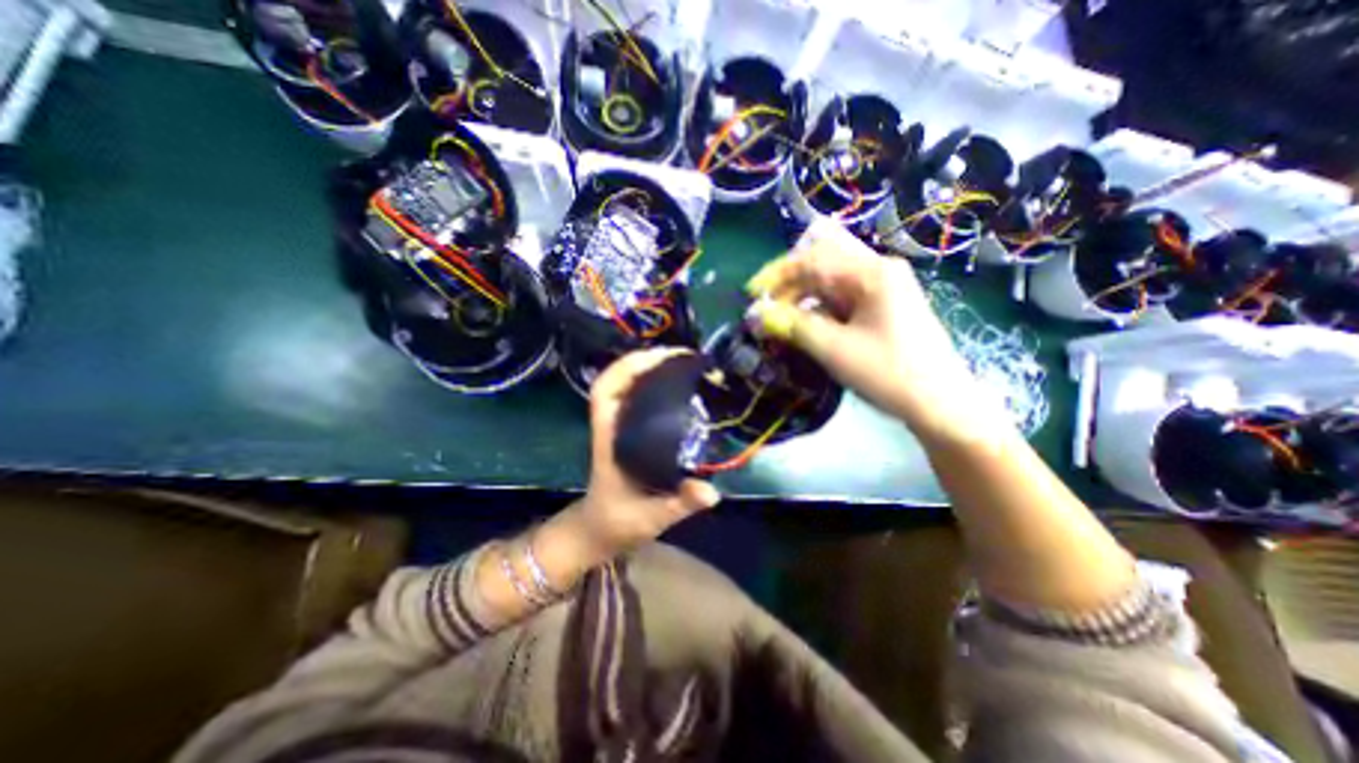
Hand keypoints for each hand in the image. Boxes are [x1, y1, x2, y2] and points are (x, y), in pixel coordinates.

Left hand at [572, 345, 720, 554]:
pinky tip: (679, 385)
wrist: (599, 531)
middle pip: (617, 379)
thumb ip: (679, 504)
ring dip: (652, 369)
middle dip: (647, 360)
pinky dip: (655, 384)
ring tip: (685, 364)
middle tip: (685, 357)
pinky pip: (639, 398)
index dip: (628, 367)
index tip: (661, 358)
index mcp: (609, 438)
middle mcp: (612, 425)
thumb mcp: (650, 517)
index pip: (605, 391)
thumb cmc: (617, 523)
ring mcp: (619, 426)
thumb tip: (711, 492)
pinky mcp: (629, 431)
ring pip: (628, 385)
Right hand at [741, 219, 995, 441]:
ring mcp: (882, 290)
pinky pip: (842, 301)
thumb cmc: (889, 373)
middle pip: (822, 267)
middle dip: (789, 288)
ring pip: (830, 285)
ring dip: (802, 301)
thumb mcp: (834, 349)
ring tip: (780, 323)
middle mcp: (878, 272)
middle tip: (765, 312)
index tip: (752, 294)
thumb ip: (793, 327)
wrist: (941, 405)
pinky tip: (804, 327)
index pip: (814, 259)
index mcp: (872, 272)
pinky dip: (819, 312)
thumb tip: (757, 315)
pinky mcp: (882, 309)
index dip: (777, 275)